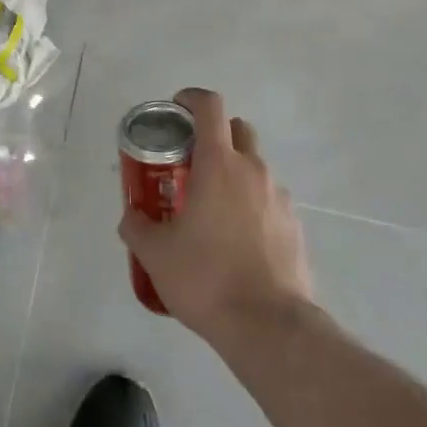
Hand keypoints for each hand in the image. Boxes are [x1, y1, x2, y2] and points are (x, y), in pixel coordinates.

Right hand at [119, 87, 311, 342]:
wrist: (270, 328)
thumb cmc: (207, 278)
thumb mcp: (156, 254)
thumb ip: (137, 227)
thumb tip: (131, 217)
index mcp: (219, 163)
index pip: (210, 106)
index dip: (191, 98)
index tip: (176, 108)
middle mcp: (253, 170)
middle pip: (237, 129)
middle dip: (215, 135)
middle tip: (192, 162)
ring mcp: (279, 197)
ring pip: (255, 167)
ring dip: (234, 174)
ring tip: (213, 211)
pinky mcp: (295, 226)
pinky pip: (268, 201)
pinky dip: (252, 206)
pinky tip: (237, 242)